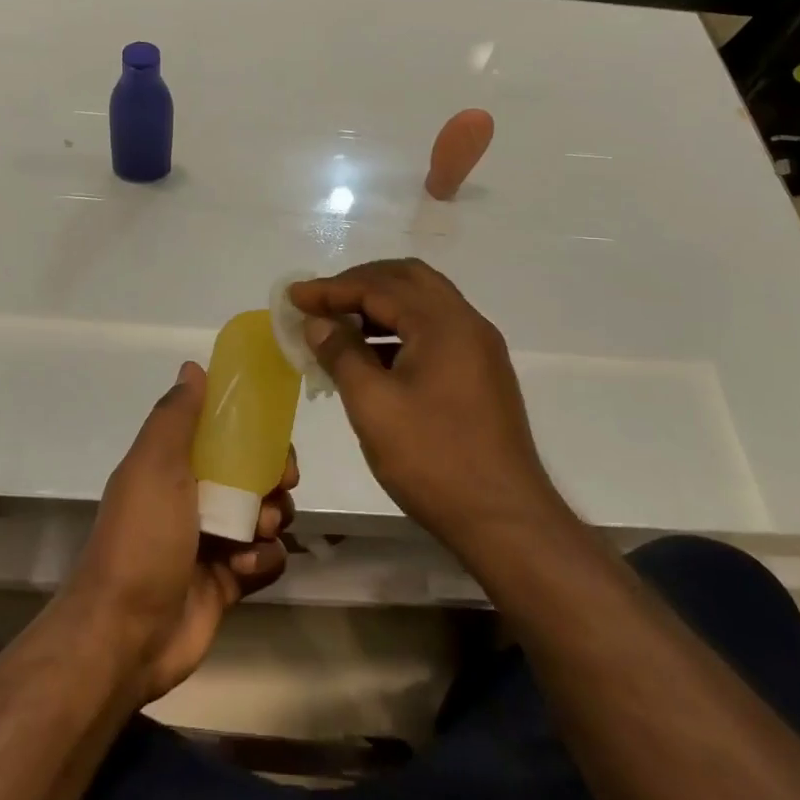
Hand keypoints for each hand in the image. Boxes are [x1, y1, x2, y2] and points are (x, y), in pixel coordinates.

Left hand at [65, 362, 295, 705]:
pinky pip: (267, 559)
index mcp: (175, 465)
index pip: (226, 434)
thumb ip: (176, 416)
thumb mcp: (154, 464)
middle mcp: (196, 497)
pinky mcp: (229, 581)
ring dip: (272, 519)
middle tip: (280, 486)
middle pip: (255, 473)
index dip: (255, 430)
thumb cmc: (143, 537)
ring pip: (268, 515)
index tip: (274, 436)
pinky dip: (264, 560)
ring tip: (256, 532)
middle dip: (275, 476)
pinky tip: (243, 567)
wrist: (126, 634)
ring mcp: (213, 540)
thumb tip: (193, 365)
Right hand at [289, 260, 561, 555]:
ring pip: (424, 303)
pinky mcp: (482, 372)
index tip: (294, 296)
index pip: (379, 286)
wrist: (505, 520)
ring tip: (340, 327)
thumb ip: (342, 354)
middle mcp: (467, 322)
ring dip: (381, 305)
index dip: (331, 288)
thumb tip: (319, 323)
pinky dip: (401, 328)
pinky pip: (435, 329)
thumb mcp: (373, 406)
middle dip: (360, 284)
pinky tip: (373, 356)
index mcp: (443, 322)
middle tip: (321, 301)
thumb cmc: (433, 459)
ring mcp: (479, 347)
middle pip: (407, 279)